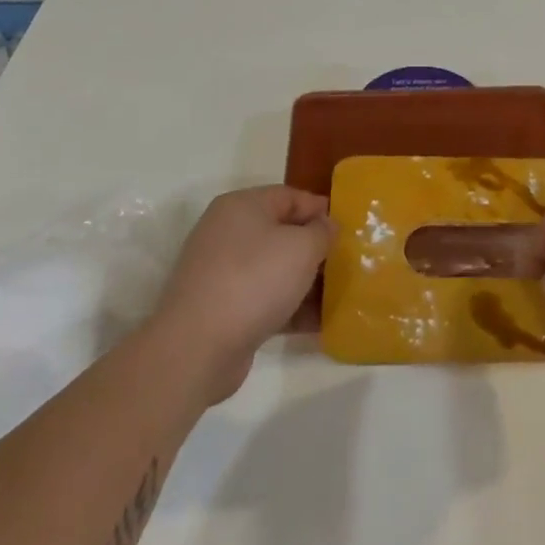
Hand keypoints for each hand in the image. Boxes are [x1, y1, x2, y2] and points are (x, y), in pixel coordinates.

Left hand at [152, 185, 331, 401]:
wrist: (197, 348)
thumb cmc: (254, 280)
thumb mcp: (302, 247)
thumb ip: (322, 232)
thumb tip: (326, 226)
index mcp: (242, 207)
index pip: (290, 196)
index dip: (320, 209)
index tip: (348, 228)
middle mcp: (227, 233)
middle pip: (282, 233)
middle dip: (315, 248)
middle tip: (346, 262)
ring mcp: (221, 273)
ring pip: (274, 269)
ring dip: (305, 281)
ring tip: (338, 295)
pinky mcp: (221, 309)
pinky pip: (264, 300)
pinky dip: (289, 308)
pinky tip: (317, 322)